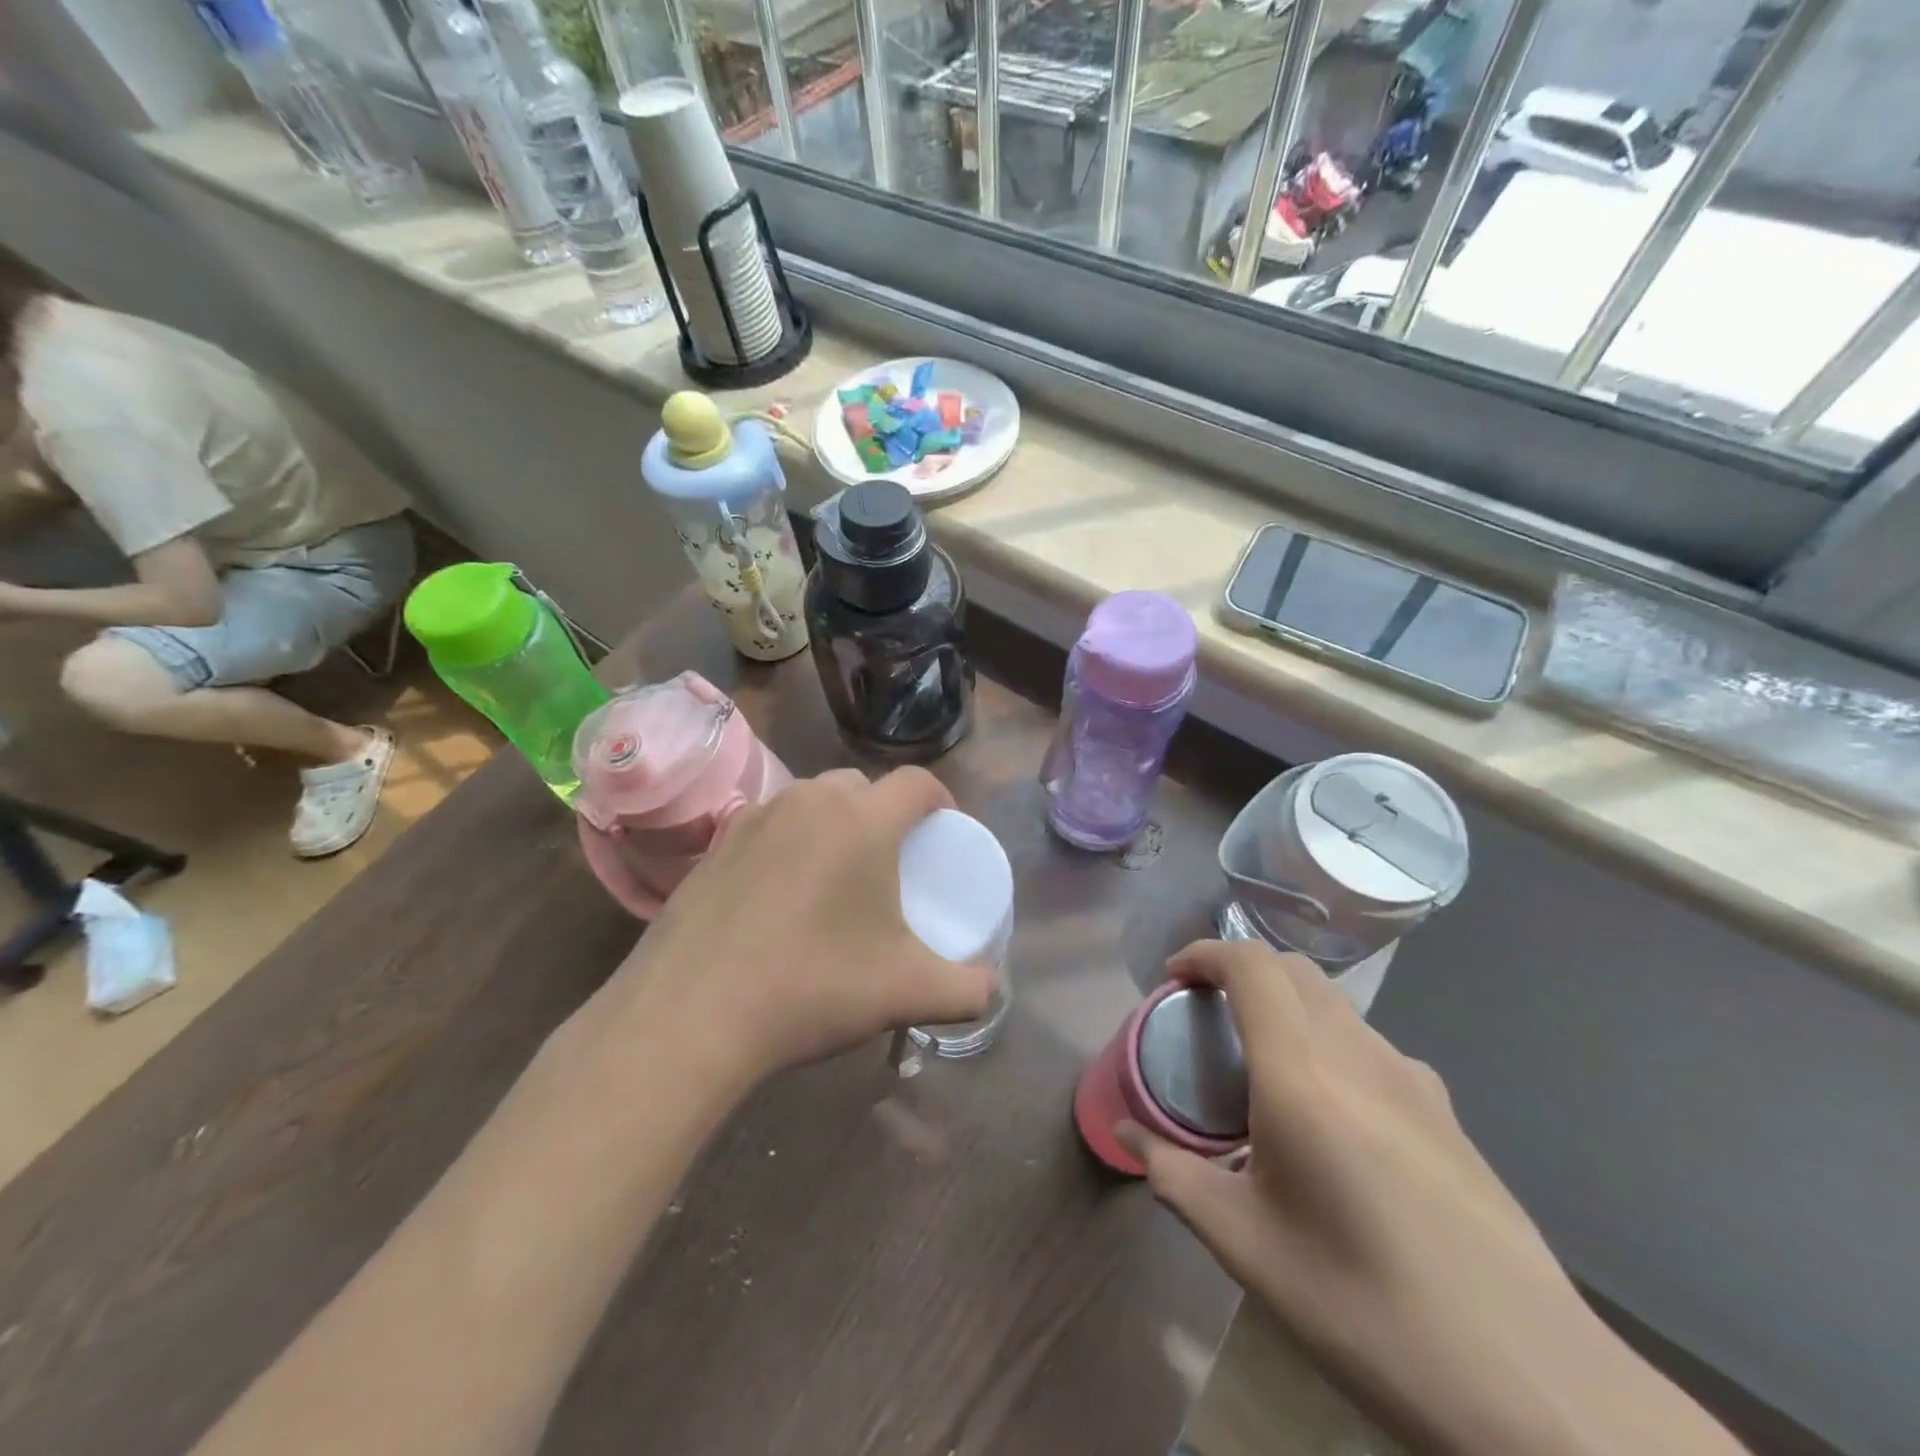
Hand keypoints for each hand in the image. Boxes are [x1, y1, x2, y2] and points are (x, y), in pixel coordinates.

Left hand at [605, 767, 997, 1087]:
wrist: (691, 1014)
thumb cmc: (813, 986)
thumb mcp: (907, 992)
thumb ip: (967, 990)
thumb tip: (991, 991)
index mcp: (863, 820)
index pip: (918, 782)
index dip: (940, 800)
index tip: (944, 832)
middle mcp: (809, 801)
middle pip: (862, 786)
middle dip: (884, 812)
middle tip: (890, 861)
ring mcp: (755, 817)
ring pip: (811, 801)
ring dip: (833, 824)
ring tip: (834, 876)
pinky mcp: (714, 843)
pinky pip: (768, 825)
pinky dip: (788, 843)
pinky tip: (779, 894)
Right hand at [1119, 941, 1747, 1455]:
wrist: (1533, 1383)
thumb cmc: (1367, 1308)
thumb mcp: (1247, 1248)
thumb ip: (1175, 1176)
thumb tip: (1127, 1135)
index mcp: (1302, 1076)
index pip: (1251, 965)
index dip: (1205, 953)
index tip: (1173, 980)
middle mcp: (1359, 1055)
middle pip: (1293, 970)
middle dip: (1241, 972)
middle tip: (1206, 1016)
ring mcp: (1412, 1079)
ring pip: (1334, 1005)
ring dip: (1285, 1006)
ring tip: (1261, 1067)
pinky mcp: (1447, 1112)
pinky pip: (1370, 1045)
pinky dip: (1328, 1042)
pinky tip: (1330, 1115)